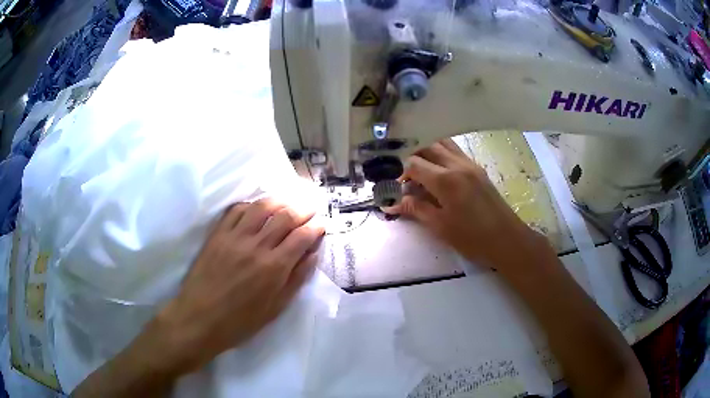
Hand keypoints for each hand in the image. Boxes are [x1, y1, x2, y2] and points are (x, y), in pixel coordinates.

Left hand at [146, 199, 324, 374]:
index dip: (315, 227)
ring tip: (287, 202)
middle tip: (310, 208)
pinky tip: (256, 209)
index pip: (302, 237)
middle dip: (302, 209)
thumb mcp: (276, 308)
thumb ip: (296, 279)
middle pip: (284, 216)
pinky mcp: (217, 235)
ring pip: (261, 207)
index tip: (321, 224)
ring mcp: (235, 237)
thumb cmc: (241, 321)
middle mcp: (257, 246)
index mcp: (274, 267)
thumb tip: (313, 254)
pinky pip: (235, 210)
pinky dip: (250, 205)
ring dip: (278, 201)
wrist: (200, 319)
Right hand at [387, 139, 547, 271]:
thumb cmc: (472, 238)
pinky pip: (454, 151)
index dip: (398, 170)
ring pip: (442, 143)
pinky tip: (435, 166)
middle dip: (409, 153)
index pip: (413, 163)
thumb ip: (415, 209)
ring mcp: (469, 164)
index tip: (390, 181)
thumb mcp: (440, 227)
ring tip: (414, 163)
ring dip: (426, 148)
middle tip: (398, 167)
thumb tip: (391, 203)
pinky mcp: (477, 168)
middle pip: (427, 145)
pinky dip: (440, 151)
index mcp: (445, 180)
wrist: (507, 239)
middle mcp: (457, 165)